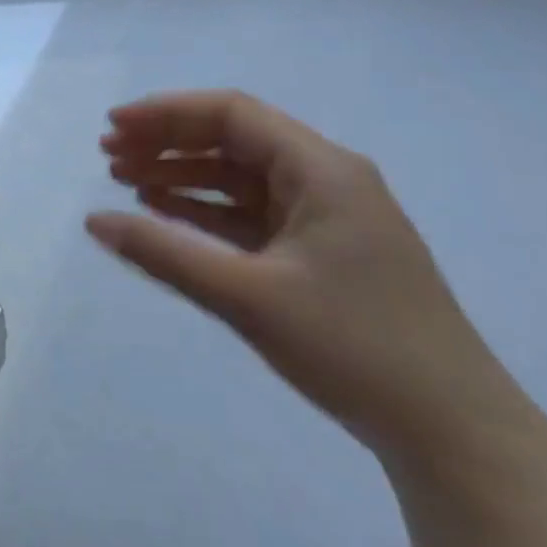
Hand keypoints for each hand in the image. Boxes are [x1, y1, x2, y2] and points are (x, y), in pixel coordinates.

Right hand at [87, 91, 527, 464]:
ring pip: (239, 178)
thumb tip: (93, 222)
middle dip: (167, 143)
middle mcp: (326, 181)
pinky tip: (166, 215)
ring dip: (182, 175)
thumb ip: (164, 253)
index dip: (166, 114)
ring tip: (125, 181)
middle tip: (107, 156)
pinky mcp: (320, 254)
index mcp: (322, 171)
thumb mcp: (246, 296)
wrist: (453, 432)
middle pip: (233, 140)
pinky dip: (205, 210)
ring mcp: (326, 219)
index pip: (232, 115)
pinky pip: (251, 215)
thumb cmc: (354, 348)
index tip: (113, 128)